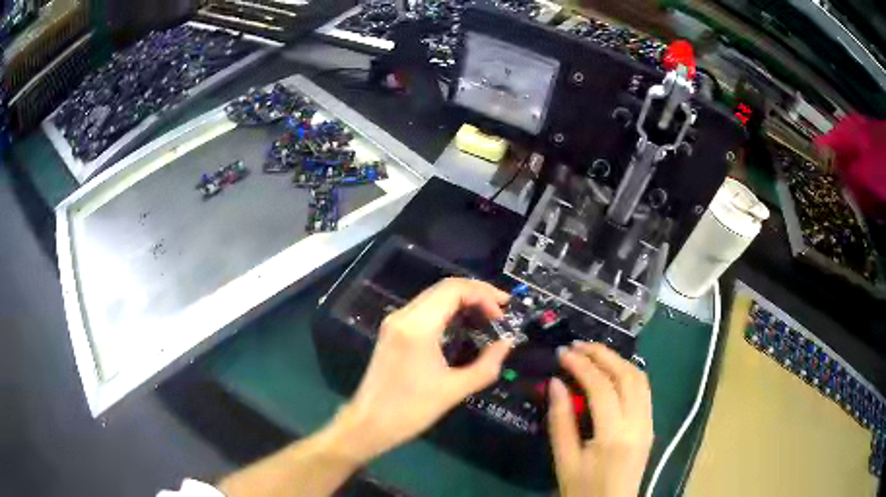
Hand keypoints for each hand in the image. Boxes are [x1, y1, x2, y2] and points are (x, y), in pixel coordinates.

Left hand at [333, 277, 512, 462]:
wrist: (369, 423)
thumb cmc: (411, 410)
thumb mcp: (454, 390)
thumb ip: (486, 365)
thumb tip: (507, 343)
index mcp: (418, 327)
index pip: (454, 289)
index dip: (484, 294)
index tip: (504, 313)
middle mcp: (403, 316)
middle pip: (444, 287)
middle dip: (477, 294)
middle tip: (501, 311)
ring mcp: (395, 322)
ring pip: (433, 296)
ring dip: (462, 300)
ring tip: (487, 317)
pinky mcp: (392, 331)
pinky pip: (424, 309)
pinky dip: (447, 310)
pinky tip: (462, 325)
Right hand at [549, 342, 653, 496]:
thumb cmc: (583, 490)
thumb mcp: (565, 461)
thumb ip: (560, 422)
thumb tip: (556, 384)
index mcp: (614, 436)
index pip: (602, 388)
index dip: (582, 366)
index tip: (563, 353)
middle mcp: (638, 424)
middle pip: (627, 376)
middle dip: (603, 354)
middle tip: (577, 346)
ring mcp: (648, 423)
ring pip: (640, 379)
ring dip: (617, 361)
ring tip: (592, 354)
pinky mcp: (650, 426)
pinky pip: (644, 391)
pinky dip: (628, 374)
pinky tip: (611, 373)